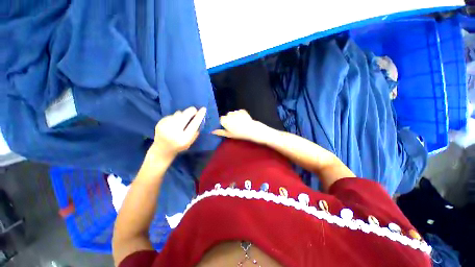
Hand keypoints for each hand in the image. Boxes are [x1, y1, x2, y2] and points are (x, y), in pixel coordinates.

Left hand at [151, 107, 205, 157]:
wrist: (161, 151)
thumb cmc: (179, 147)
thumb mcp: (190, 141)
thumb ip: (195, 131)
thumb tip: (200, 118)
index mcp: (184, 139)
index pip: (194, 124)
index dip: (199, 116)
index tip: (203, 109)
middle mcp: (174, 132)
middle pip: (184, 116)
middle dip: (191, 111)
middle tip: (194, 110)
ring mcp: (165, 127)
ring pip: (178, 114)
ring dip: (182, 115)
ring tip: (182, 121)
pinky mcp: (159, 123)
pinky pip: (171, 115)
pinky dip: (174, 117)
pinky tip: (173, 123)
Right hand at [212, 110, 270, 143]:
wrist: (251, 129)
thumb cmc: (239, 134)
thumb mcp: (229, 134)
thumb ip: (220, 132)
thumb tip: (212, 131)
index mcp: (225, 120)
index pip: (222, 119)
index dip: (225, 123)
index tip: (228, 127)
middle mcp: (229, 114)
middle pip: (227, 115)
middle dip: (230, 119)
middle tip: (235, 125)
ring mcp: (236, 112)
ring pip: (233, 113)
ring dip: (235, 116)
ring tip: (240, 123)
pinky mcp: (242, 110)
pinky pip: (239, 112)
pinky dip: (240, 114)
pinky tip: (243, 119)